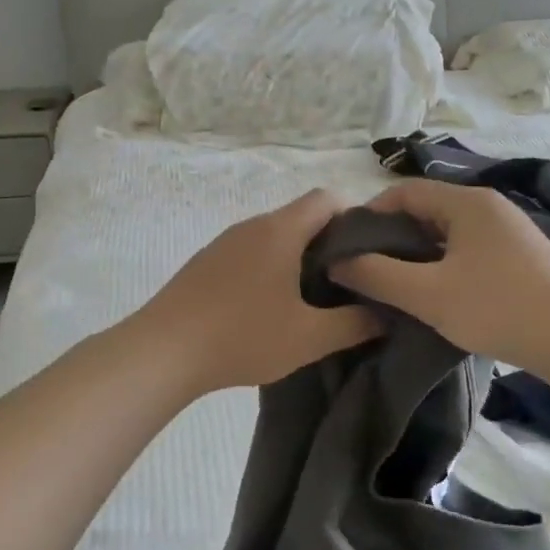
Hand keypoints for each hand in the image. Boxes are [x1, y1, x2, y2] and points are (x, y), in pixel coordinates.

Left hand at [126, 190, 381, 393]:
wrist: (164, 351)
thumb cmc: (243, 337)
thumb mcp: (309, 338)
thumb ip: (355, 324)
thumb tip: (385, 314)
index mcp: (280, 230)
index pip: (327, 198)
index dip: (355, 217)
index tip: (369, 253)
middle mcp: (252, 225)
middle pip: (301, 217)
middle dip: (329, 243)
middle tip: (348, 282)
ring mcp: (224, 242)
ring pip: (274, 237)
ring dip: (297, 258)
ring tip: (311, 298)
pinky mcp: (205, 262)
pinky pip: (249, 252)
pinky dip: (269, 268)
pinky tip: (268, 307)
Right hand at [332, 180, 549, 367]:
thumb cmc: (498, 307)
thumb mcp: (427, 294)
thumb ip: (376, 275)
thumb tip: (336, 261)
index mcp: (466, 202)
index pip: (403, 191)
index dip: (369, 215)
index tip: (347, 248)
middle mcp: (488, 207)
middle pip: (425, 211)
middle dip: (391, 239)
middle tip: (366, 272)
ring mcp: (508, 232)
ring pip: (447, 235)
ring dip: (417, 256)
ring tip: (395, 288)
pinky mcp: (520, 258)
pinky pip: (468, 252)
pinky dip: (443, 267)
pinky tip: (436, 297)